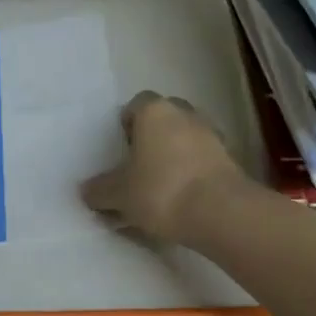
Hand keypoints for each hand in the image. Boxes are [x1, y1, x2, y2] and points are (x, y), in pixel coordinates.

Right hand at [80, 90, 246, 244]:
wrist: (219, 211)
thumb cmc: (161, 190)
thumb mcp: (120, 194)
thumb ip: (100, 190)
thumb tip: (86, 190)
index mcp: (154, 111)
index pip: (137, 104)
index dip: (127, 123)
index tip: (122, 148)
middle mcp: (184, 113)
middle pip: (164, 117)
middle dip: (153, 135)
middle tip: (140, 164)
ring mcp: (210, 133)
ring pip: (186, 136)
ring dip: (176, 152)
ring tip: (163, 184)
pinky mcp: (229, 157)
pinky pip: (203, 157)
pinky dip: (194, 169)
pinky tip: (185, 195)